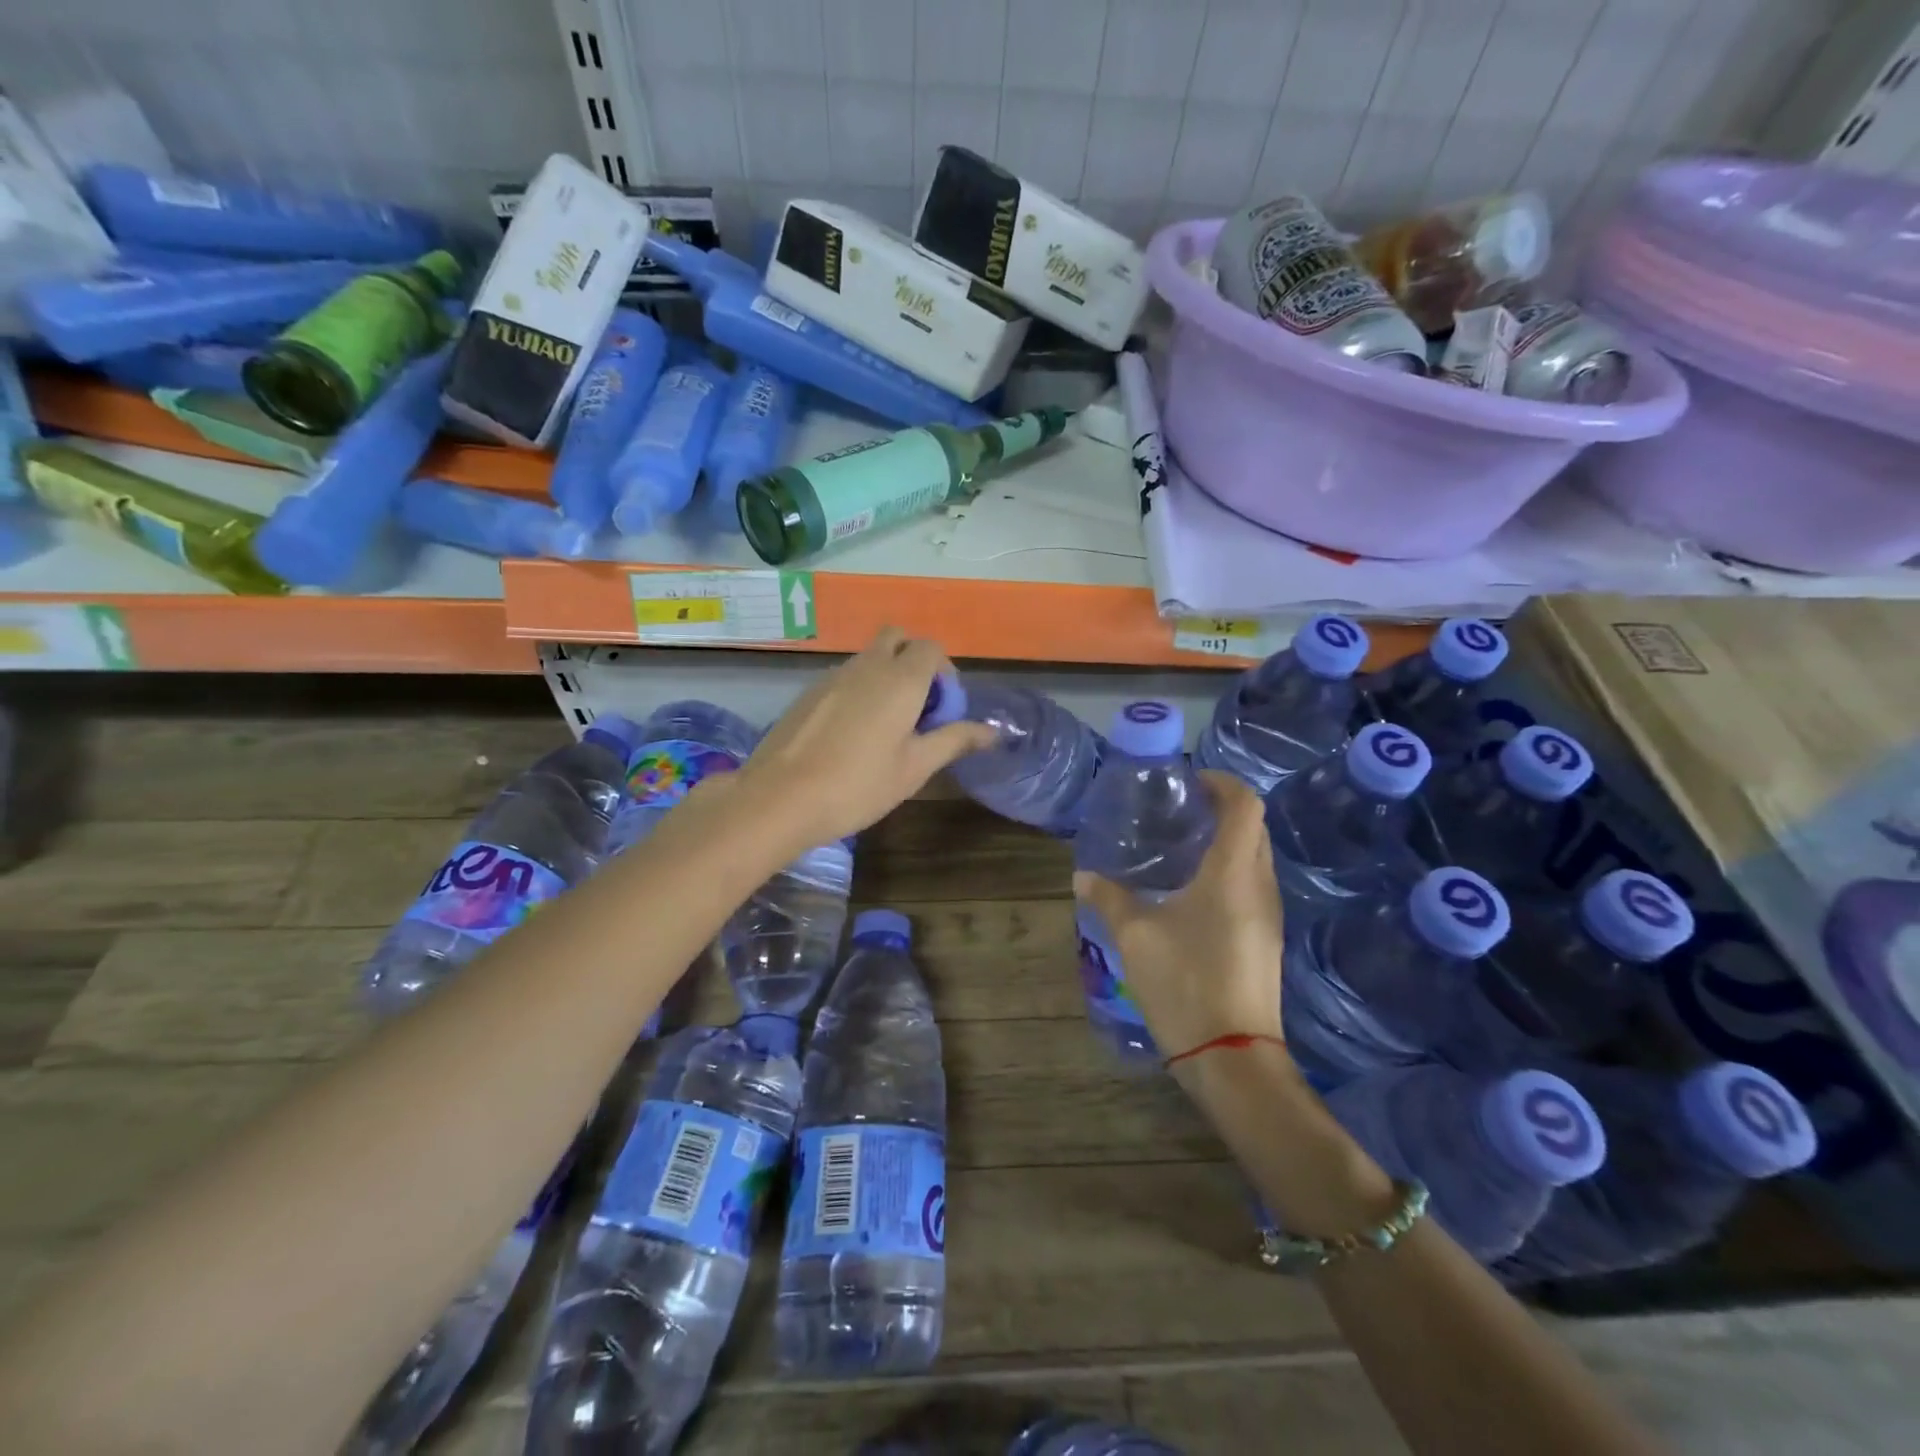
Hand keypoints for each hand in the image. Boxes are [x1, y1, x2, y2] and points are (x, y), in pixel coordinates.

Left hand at [726, 628, 996, 850]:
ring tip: (885, 726)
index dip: (944, 673)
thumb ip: (954, 740)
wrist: (780, 798)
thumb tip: (992, 731)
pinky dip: (858, 689)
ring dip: (885, 676)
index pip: (930, 648)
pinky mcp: (808, 692)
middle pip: (896, 638)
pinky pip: (844, 677)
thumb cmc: (858, 785)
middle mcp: (867, 665)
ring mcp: (832, 676)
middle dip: (913, 660)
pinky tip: (851, 734)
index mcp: (900, 679)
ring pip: (868, 657)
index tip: (943, 709)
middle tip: (917, 706)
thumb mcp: (915, 767)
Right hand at [1073, 771, 1284, 1060]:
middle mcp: (1260, 885)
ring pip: (1256, 858)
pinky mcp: (1266, 939)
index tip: (1188, 781)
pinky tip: (1191, 892)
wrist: (1232, 1057)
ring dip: (1226, 842)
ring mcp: (1269, 915)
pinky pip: (1252, 886)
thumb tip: (1083, 876)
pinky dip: (1228, 872)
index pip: (1245, 805)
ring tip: (1180, 847)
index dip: (1221, 782)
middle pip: (1254, 827)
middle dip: (1222, 809)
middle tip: (1178, 811)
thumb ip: (1109, 898)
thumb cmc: (1185, 982)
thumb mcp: (1136, 935)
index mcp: (1234, 872)